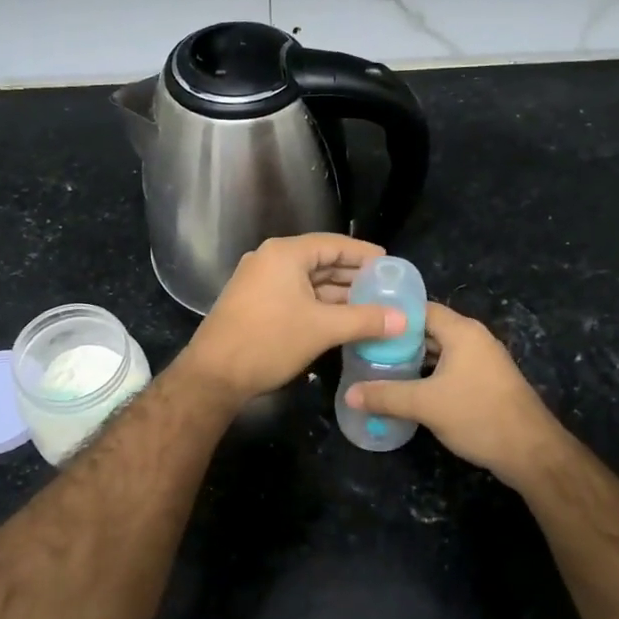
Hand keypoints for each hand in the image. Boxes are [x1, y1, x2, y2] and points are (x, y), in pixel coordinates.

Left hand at [179, 234, 405, 403]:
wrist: (214, 375)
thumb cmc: (269, 341)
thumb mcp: (322, 329)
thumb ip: (365, 320)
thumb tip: (405, 319)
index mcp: (285, 253)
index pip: (333, 243)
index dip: (363, 254)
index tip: (390, 264)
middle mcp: (270, 260)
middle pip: (320, 261)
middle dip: (353, 277)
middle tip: (386, 289)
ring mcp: (260, 282)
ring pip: (308, 282)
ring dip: (338, 294)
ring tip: (372, 307)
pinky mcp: (255, 303)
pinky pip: (295, 296)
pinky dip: (319, 305)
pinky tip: (342, 321)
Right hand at [346, 302, 562, 479]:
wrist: (532, 452)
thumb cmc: (478, 416)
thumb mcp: (425, 405)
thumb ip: (385, 396)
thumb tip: (349, 394)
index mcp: (462, 331)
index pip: (421, 308)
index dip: (392, 313)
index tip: (364, 321)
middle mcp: (474, 338)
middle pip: (429, 329)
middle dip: (399, 338)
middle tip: (365, 347)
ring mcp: (483, 360)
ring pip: (440, 350)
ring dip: (414, 358)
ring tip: (380, 366)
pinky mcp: (486, 382)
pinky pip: (450, 367)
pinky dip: (429, 372)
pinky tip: (408, 387)